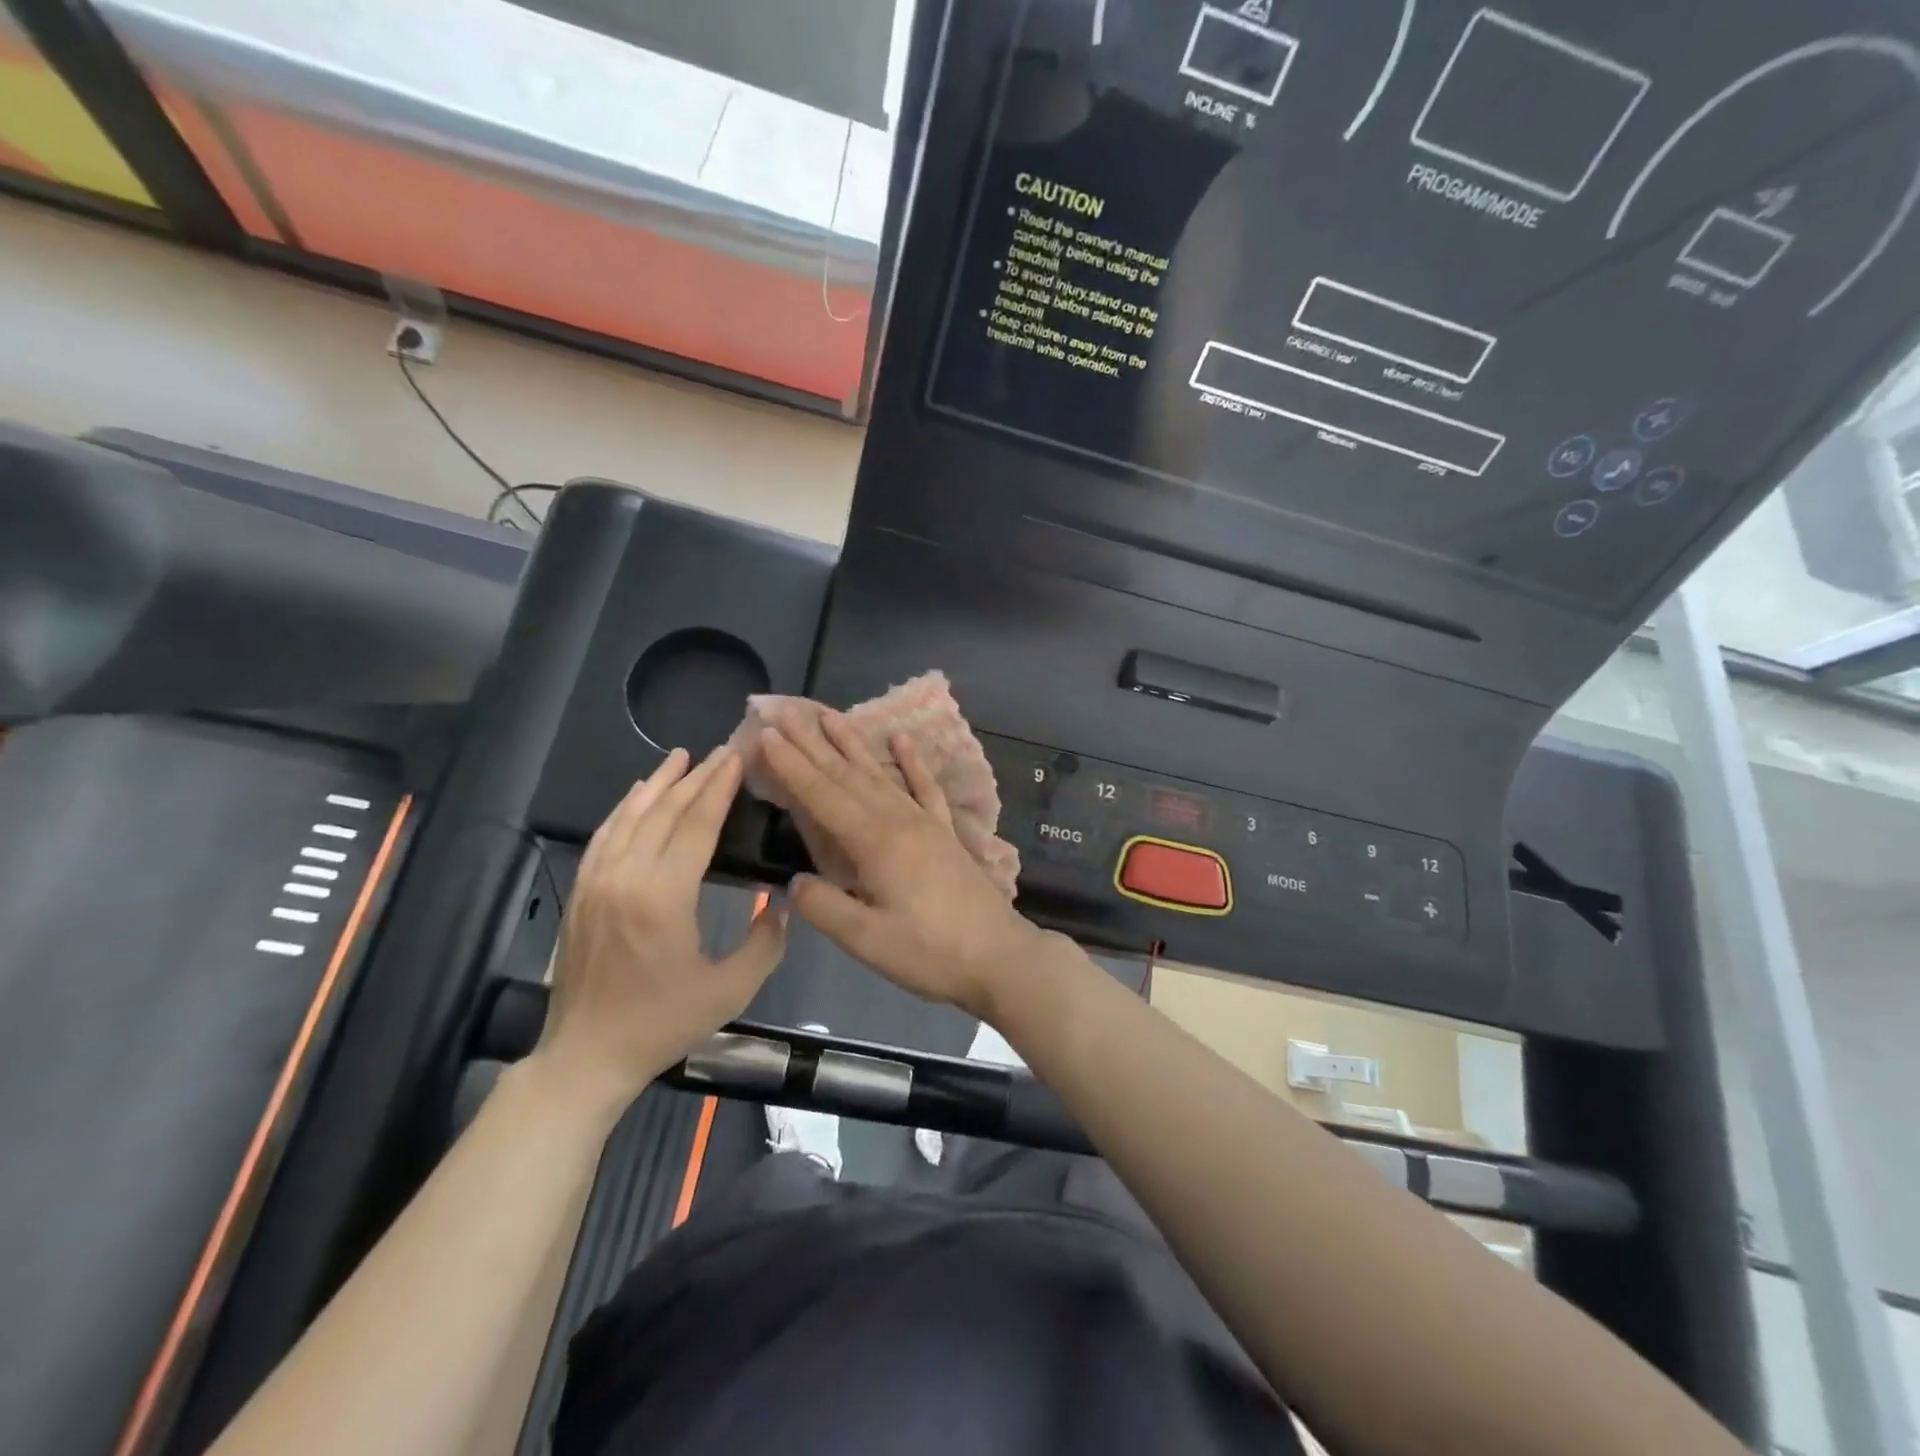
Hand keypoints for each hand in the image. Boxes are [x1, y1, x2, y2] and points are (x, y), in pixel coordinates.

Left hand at [531, 746, 786, 1107]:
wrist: (586, 1055)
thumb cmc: (662, 1023)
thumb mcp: (730, 991)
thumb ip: (765, 943)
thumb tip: (781, 903)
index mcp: (663, 897)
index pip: (695, 825)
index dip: (719, 788)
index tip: (737, 758)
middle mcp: (625, 877)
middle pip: (664, 812)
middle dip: (696, 778)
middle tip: (722, 750)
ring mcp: (596, 882)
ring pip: (630, 816)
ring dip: (657, 783)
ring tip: (681, 757)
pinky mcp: (581, 892)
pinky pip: (604, 836)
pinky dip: (625, 808)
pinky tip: (638, 794)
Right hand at [760, 707, 1051, 1019]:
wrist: (998, 956)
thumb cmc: (930, 953)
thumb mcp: (867, 941)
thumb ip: (824, 907)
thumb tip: (794, 882)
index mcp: (875, 843)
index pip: (823, 796)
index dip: (793, 766)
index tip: (767, 735)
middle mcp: (898, 820)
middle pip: (847, 775)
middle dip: (813, 744)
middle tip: (786, 712)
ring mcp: (926, 822)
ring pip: (881, 774)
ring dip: (852, 744)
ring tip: (829, 715)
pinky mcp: (945, 832)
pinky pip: (926, 787)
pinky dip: (912, 762)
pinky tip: (902, 739)